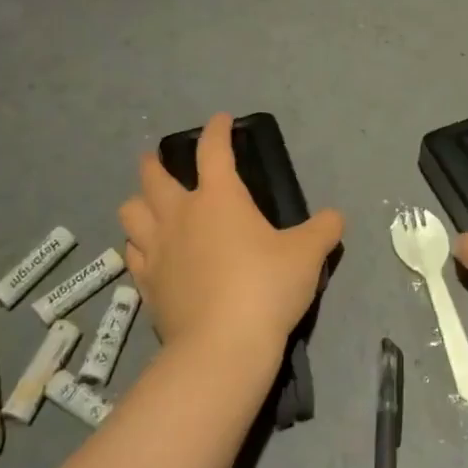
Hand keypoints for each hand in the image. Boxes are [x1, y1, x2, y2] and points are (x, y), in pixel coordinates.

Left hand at [118, 114, 344, 370]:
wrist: (222, 346)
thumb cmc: (266, 287)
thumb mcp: (308, 255)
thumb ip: (323, 230)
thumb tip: (336, 217)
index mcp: (219, 198)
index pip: (213, 150)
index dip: (216, 130)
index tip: (221, 120)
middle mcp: (180, 215)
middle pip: (153, 176)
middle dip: (155, 162)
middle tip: (160, 160)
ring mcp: (156, 250)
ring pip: (131, 212)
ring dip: (139, 202)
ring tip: (149, 206)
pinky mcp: (146, 284)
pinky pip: (132, 254)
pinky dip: (138, 246)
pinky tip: (148, 252)